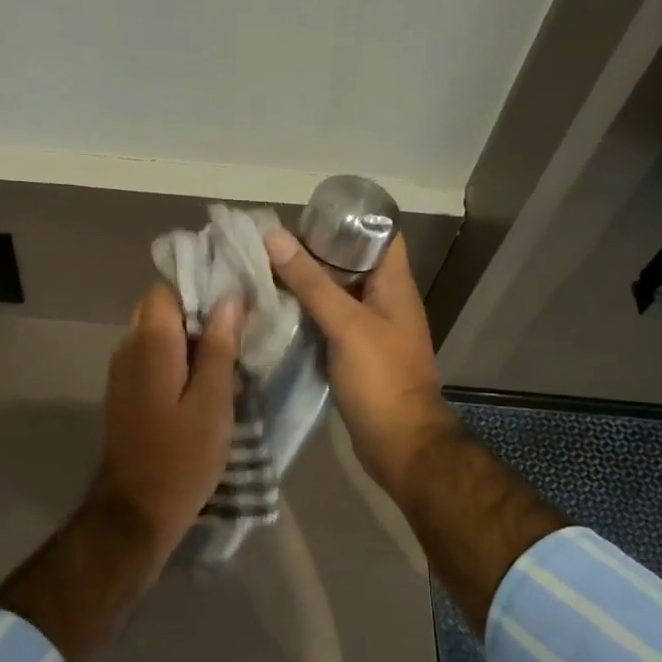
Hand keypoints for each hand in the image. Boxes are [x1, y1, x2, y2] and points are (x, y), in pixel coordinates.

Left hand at [91, 285, 241, 564]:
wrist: (137, 509)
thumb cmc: (182, 456)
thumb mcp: (213, 402)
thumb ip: (219, 347)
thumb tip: (229, 298)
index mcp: (150, 343)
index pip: (166, 288)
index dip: (200, 286)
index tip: (235, 294)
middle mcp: (128, 349)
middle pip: (160, 310)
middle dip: (197, 311)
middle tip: (238, 325)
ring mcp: (123, 373)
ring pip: (156, 335)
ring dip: (189, 337)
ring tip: (229, 349)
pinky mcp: (126, 395)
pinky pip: (151, 359)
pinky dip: (177, 359)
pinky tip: (206, 378)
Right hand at [264, 229, 455, 499]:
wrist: (399, 444)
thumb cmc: (381, 380)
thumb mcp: (347, 325)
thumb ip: (312, 283)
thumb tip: (275, 236)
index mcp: (393, 285)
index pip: (377, 234)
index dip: (346, 219)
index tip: (304, 217)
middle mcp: (383, 301)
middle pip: (349, 264)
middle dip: (312, 252)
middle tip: (268, 246)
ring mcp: (368, 330)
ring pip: (334, 295)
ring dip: (304, 285)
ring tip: (262, 273)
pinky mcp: (353, 355)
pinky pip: (326, 324)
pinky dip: (304, 315)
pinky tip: (273, 312)